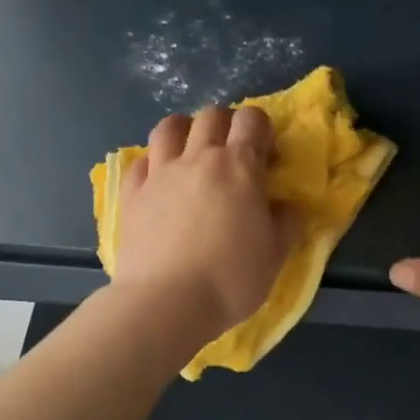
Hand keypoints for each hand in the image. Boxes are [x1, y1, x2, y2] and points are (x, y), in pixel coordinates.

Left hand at [111, 105, 301, 339]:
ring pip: (169, 127)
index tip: (266, 157)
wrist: (167, 303)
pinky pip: (141, 161)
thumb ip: (286, 222)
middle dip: (226, 125)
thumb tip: (286, 205)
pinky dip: (153, 162)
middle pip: (211, 116)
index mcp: (239, 167)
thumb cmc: (231, 279)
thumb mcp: (276, 255)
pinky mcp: (132, 194)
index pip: (252, 120)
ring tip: (192, 153)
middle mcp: (198, 159)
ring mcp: (160, 173)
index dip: (262, 130)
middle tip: (233, 155)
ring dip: (185, 130)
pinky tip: (160, 180)